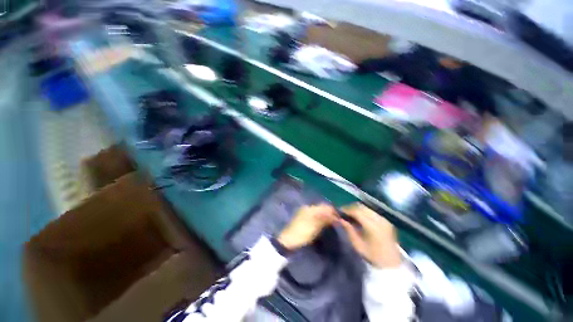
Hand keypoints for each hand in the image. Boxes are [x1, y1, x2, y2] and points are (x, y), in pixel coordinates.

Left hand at [277, 204, 337, 250]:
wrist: (288, 242)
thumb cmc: (302, 232)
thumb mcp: (315, 225)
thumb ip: (325, 218)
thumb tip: (335, 216)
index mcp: (310, 208)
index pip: (324, 206)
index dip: (333, 211)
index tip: (340, 218)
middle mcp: (307, 208)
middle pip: (322, 208)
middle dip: (330, 213)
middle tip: (337, 222)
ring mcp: (305, 214)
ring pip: (319, 212)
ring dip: (326, 216)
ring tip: (333, 224)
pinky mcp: (304, 220)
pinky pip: (316, 217)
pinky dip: (321, 219)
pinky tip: (324, 225)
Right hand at [339, 203, 401, 268]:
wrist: (391, 264)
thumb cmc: (372, 256)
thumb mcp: (357, 244)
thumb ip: (348, 229)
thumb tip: (340, 219)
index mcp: (372, 226)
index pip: (356, 211)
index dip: (346, 209)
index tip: (339, 212)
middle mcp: (379, 219)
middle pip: (362, 207)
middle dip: (351, 208)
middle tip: (344, 213)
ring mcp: (384, 219)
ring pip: (367, 208)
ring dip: (357, 209)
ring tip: (351, 215)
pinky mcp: (386, 221)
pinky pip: (372, 212)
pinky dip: (364, 212)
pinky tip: (360, 218)